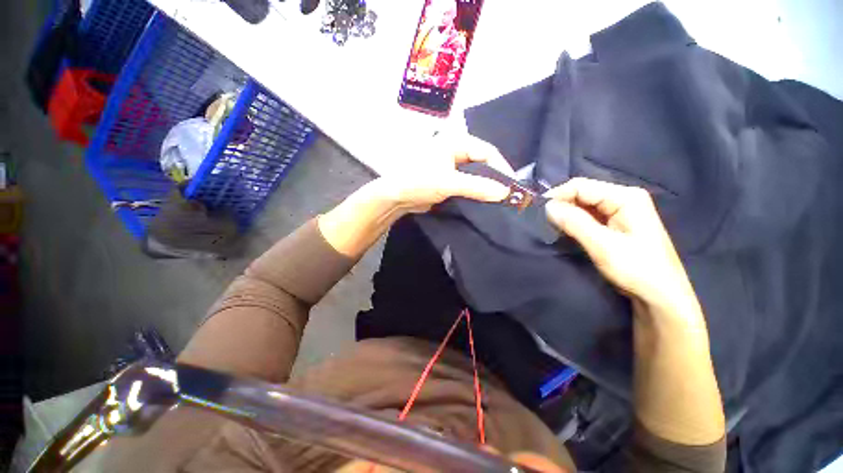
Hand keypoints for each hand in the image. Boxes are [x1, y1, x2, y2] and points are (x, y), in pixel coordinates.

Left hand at [374, 133, 512, 213]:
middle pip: (482, 163)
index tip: (512, 186)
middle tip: (507, 194)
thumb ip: (477, 186)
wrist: (396, 198)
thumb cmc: (419, 182)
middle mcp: (455, 151)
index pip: (487, 151)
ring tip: (498, 200)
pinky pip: (467, 184)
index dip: (501, 167)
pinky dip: (475, 192)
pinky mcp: (448, 180)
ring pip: (476, 175)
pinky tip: (483, 202)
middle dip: (495, 178)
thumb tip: (504, 192)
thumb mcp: (448, 182)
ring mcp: (451, 166)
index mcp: (455, 142)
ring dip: (485, 187)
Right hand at [544, 178, 695, 314]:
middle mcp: (623, 198)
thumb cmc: (637, 269)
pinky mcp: (615, 224)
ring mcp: (619, 212)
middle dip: (561, 205)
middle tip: (543, 221)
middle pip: (582, 194)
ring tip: (551, 227)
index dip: (558, 195)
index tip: (538, 211)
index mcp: (625, 197)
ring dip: (566, 215)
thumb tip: (547, 207)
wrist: (661, 297)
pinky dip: (574, 222)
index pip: (581, 186)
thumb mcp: (603, 245)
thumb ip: (574, 223)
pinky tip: (565, 231)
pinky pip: (588, 217)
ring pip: (583, 206)